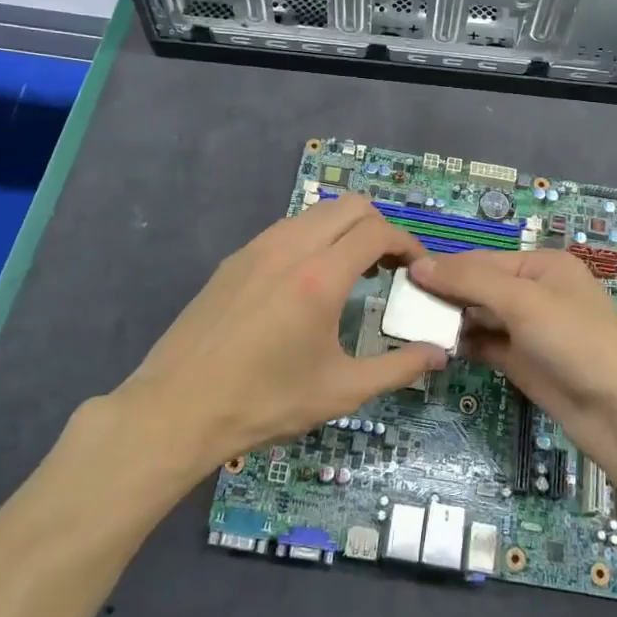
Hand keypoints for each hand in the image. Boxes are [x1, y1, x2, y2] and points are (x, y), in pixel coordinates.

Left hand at [110, 193, 446, 482]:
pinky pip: (287, 229)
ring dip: (345, 230)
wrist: (176, 409)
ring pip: (317, 213)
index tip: (418, 270)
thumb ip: (397, 368)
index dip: (408, 244)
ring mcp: (257, 248)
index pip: (378, 231)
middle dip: (380, 228)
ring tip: (354, 271)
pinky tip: (309, 281)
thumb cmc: (264, 403)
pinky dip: (314, 238)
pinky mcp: (235, 259)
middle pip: (351, 206)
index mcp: (320, 276)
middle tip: (390, 268)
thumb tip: (439, 352)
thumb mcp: (340, 392)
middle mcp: (290, 247)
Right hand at [410, 250, 616, 479]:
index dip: (445, 268)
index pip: (482, 260)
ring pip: (480, 316)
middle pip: (480, 286)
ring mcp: (529, 329)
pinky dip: (464, 344)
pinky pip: (486, 344)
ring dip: (451, 321)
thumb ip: (470, 280)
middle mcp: (535, 292)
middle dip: (446, 295)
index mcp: (543, 265)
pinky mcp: (523, 361)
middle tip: (401, 306)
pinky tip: (437, 347)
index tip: (402, 277)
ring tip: (412, 326)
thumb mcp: (523, 301)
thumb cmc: (575, 341)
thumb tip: (419, 264)